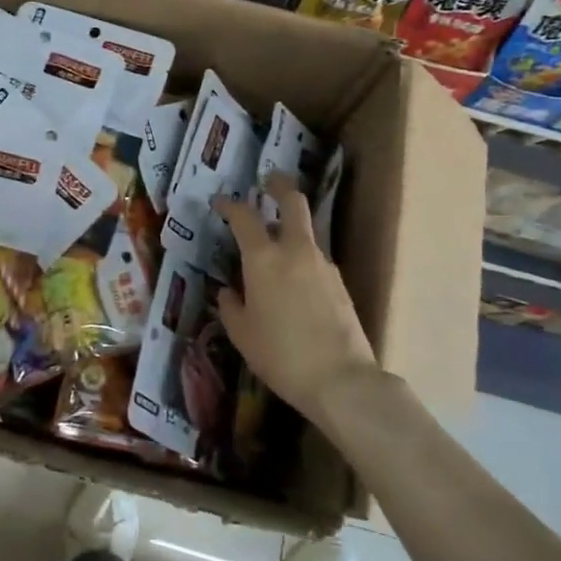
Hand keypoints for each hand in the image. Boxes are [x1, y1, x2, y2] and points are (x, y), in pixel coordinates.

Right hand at [214, 175, 377, 421]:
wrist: (340, 379)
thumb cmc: (280, 355)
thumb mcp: (242, 334)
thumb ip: (231, 307)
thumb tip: (229, 293)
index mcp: (263, 258)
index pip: (244, 217)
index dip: (229, 205)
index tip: (220, 203)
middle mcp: (295, 251)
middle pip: (293, 202)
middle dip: (279, 186)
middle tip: (268, 181)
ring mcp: (323, 265)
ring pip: (307, 232)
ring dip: (291, 228)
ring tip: (275, 247)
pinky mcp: (340, 283)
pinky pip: (316, 259)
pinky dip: (302, 258)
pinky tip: (294, 283)